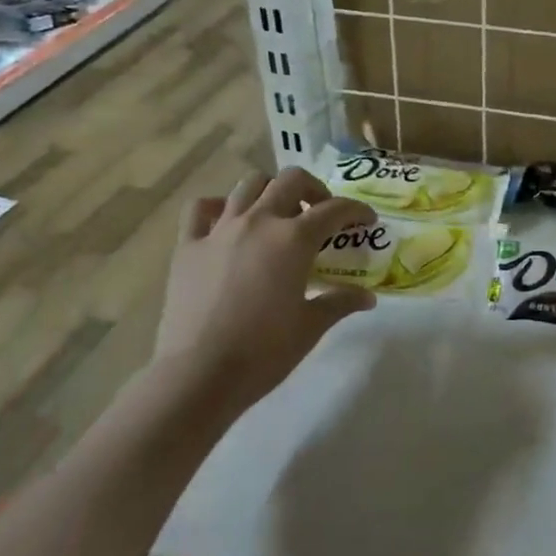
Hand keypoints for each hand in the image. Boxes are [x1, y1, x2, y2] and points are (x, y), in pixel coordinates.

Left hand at [158, 168, 376, 418]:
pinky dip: (218, 206)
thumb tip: (367, 297)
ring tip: (277, 214)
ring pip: (248, 184)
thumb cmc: (263, 352)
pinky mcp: (188, 245)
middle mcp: (259, 221)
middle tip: (320, 212)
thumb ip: (340, 303)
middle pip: (291, 180)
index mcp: (294, 239)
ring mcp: (220, 229)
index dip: (356, 211)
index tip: (366, 220)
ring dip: (270, 191)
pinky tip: (227, 221)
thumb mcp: (311, 327)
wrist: (199, 375)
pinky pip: (201, 208)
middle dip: (313, 188)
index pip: (335, 209)